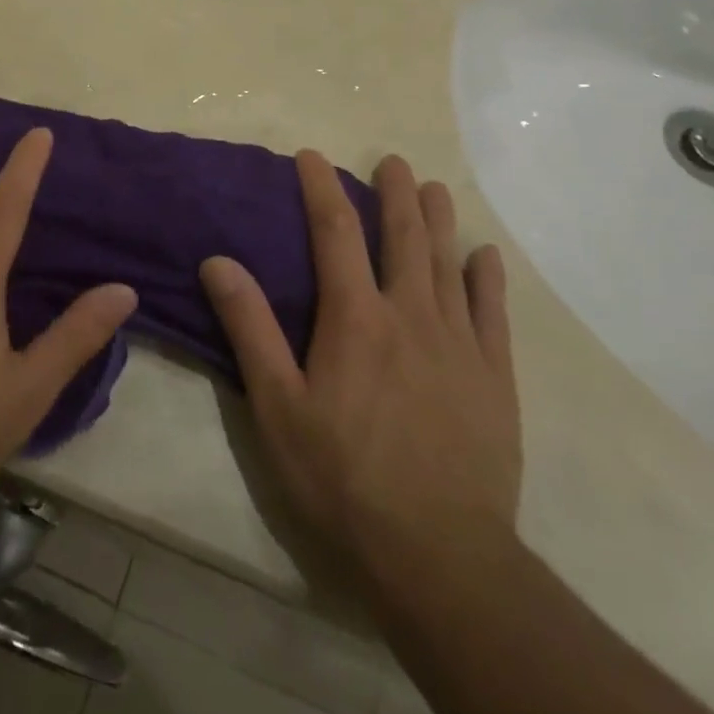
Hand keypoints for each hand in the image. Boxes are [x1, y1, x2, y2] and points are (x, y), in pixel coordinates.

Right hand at [200, 151, 520, 579]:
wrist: (439, 556)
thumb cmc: (343, 478)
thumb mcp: (277, 406)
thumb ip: (250, 328)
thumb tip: (219, 261)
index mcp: (355, 318)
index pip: (335, 231)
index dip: (322, 188)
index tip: (313, 156)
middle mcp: (409, 314)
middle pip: (402, 236)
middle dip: (394, 193)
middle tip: (393, 161)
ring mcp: (459, 344)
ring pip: (447, 264)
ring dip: (438, 220)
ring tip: (433, 187)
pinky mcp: (494, 378)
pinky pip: (493, 314)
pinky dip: (487, 279)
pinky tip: (484, 256)